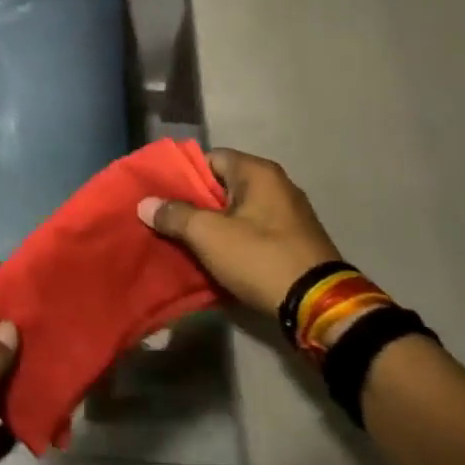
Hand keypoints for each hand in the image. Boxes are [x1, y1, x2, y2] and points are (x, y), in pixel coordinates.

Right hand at [136, 148, 342, 317]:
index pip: (210, 158)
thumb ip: (174, 215)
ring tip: (183, 240)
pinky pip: (253, 232)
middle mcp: (277, 185)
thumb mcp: (208, 235)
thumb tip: (145, 203)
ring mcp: (289, 215)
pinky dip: (232, 241)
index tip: (160, 194)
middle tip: (165, 219)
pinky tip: (213, 257)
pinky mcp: (294, 242)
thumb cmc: (260, 257)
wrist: (318, 306)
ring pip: (237, 212)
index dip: (183, 175)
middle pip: (223, 186)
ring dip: (212, 225)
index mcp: (258, 172)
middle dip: (194, 203)